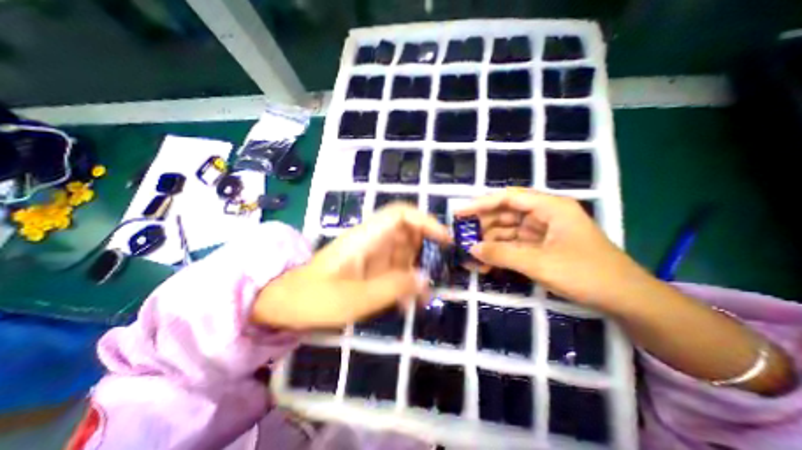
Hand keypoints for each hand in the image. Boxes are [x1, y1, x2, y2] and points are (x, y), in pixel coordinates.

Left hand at [250, 205, 449, 330]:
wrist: (285, 304)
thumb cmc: (313, 298)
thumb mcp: (354, 298)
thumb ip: (391, 287)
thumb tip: (426, 279)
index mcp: (365, 238)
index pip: (400, 214)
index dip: (425, 221)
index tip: (445, 239)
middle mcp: (371, 241)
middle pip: (407, 232)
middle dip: (426, 247)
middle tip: (441, 270)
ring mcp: (371, 255)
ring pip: (404, 252)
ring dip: (417, 269)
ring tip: (424, 295)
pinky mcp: (370, 269)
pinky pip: (395, 268)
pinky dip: (406, 282)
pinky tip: (409, 302)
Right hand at [461, 187, 653, 313]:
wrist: (626, 301)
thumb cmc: (586, 274)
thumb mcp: (539, 263)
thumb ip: (502, 253)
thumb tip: (471, 248)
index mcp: (550, 207)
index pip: (508, 198)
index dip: (481, 203)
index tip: (459, 212)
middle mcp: (545, 215)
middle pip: (506, 214)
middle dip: (483, 226)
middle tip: (462, 237)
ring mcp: (543, 232)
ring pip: (508, 231)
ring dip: (490, 243)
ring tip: (471, 256)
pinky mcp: (542, 247)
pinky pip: (515, 245)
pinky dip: (501, 253)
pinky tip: (486, 263)